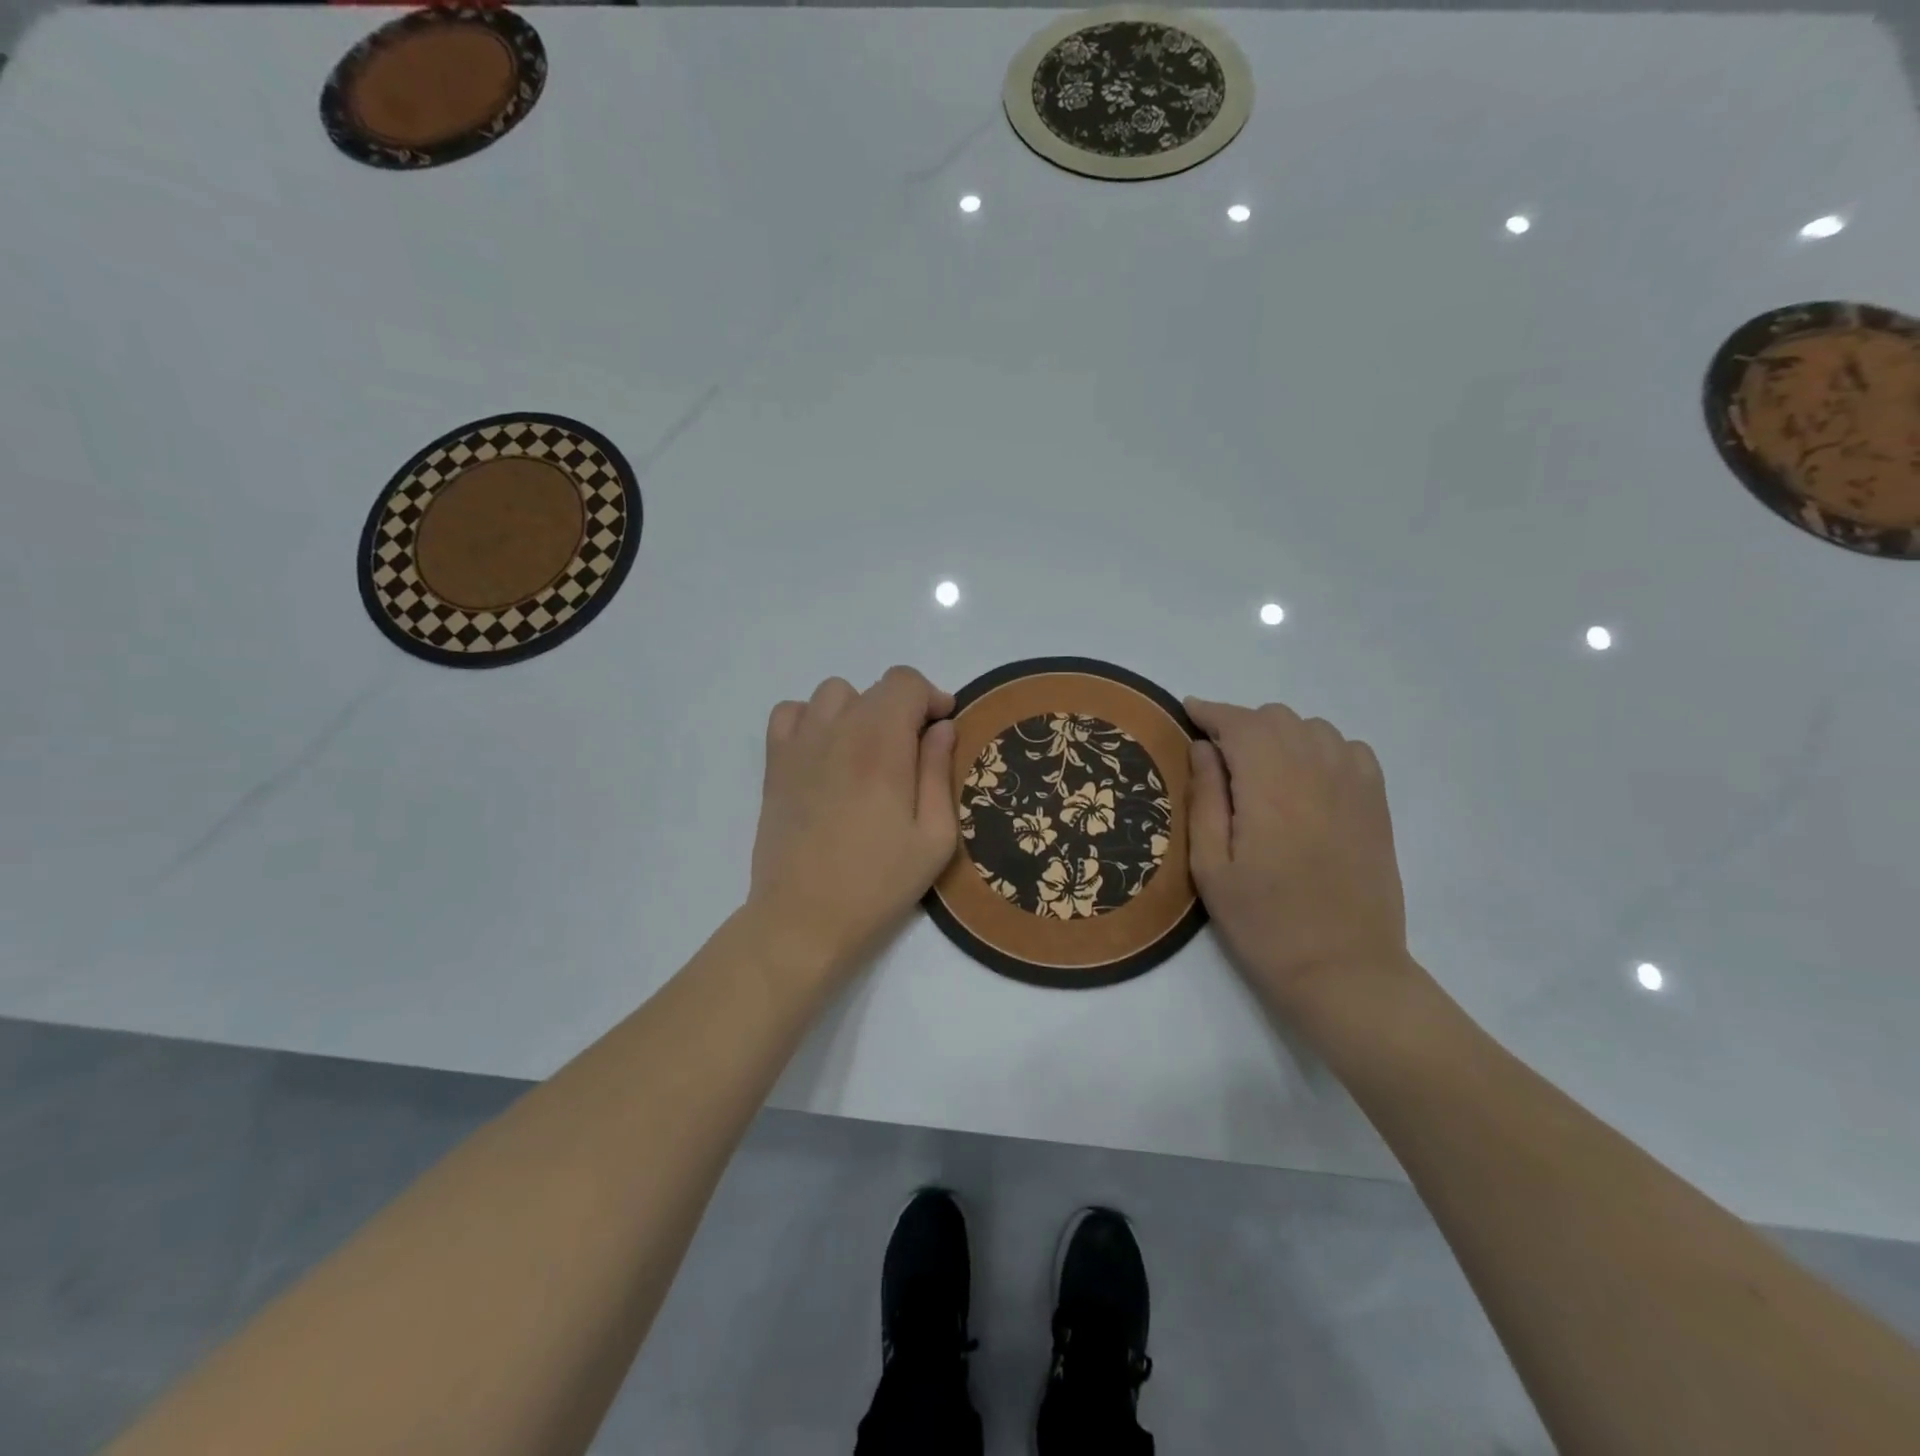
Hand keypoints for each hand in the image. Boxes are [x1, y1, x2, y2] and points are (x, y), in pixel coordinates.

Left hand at [747, 667, 957, 977]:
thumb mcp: (935, 838)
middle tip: (913, 754)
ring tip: (868, 751)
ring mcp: (800, 745)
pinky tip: (826, 751)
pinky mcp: (775, 764)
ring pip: (833, 694)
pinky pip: (790, 712)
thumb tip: (942, 727)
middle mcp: (838, 732)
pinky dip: (812, 718)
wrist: (803, 920)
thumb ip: (939, 772)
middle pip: (875, 688)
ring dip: (859, 710)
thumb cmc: (878, 884)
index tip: (942, 729)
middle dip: (903, 709)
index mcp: (882, 747)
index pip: (905, 683)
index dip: (931, 697)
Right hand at [1184, 698, 1411, 1017]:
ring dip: (1278, 734)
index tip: (1188, 711)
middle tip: (1216, 754)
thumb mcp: (1211, 867)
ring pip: (1312, 727)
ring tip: (1258, 766)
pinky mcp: (1376, 804)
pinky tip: (1305, 777)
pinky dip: (1320, 747)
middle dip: (1240, 724)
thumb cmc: (1264, 923)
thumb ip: (1205, 798)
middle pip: (1276, 717)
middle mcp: (1316, 773)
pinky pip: (1348, 748)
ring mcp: (1354, 786)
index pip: (1239, 724)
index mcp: (1270, 787)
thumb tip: (1203, 748)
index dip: (1210, 712)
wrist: (1343, 969)